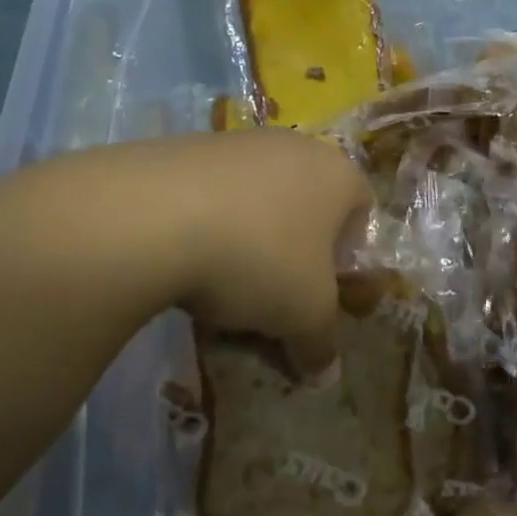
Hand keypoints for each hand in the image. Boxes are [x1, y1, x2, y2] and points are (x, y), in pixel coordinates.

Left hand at [0, 130, 371, 379]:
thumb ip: (321, 343)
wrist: (154, 215)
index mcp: (338, 174)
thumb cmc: (260, 259)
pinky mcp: (186, 147)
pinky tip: (183, 260)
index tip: (320, 292)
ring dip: (248, 240)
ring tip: (220, 284)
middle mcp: (295, 146)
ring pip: (257, 201)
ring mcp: (238, 142)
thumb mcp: (304, 316)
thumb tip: (324, 373)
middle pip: (306, 206)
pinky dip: (206, 226)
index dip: (346, 258)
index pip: (362, 212)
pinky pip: (211, 194)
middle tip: (273, 293)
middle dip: (294, 251)